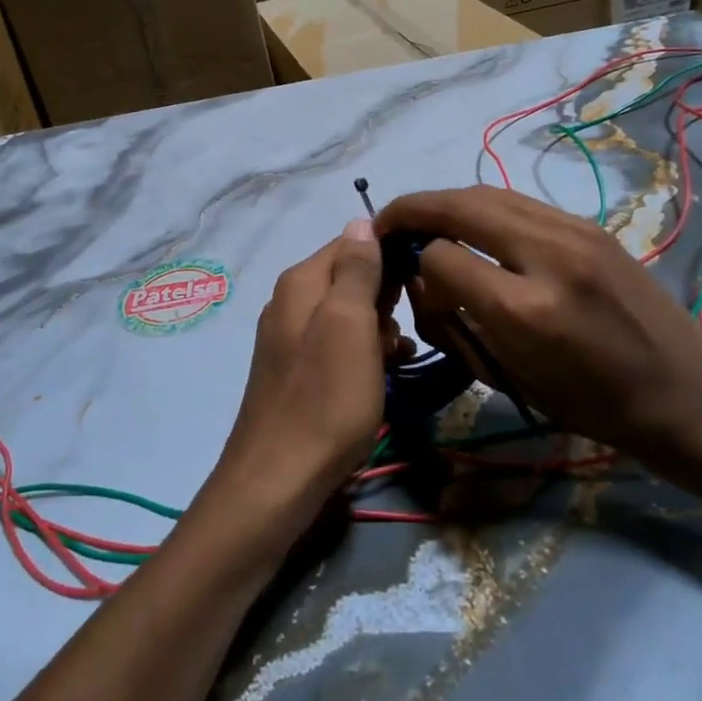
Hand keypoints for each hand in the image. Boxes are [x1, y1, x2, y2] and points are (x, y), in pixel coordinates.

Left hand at [201, 221, 392, 545]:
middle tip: (406, 327)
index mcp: (301, 281)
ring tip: (398, 355)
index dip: (390, 255)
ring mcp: (292, 338)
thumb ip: (356, 269)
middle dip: (386, 297)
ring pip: (349, 315)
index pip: (353, 241)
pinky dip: (364, 355)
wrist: (279, 480)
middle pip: (351, 278)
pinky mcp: (298, 371)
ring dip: (380, 330)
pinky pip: (339, 346)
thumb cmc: (325, 398)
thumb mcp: (349, 324)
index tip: (423, 280)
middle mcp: (291, 301)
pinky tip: (383, 375)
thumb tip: (361, 220)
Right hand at [375, 187, 701, 457]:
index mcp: (523, 308)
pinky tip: (472, 225)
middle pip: (457, 205)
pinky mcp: (587, 225)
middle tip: (386, 223)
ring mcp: (572, 231)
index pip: (440, 257)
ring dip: (445, 202)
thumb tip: (425, 277)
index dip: (414, 267)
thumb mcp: (511, 376)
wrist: (682, 390)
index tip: (409, 282)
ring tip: (422, 220)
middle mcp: (545, 254)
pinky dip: (482, 207)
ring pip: (486, 192)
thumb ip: (458, 322)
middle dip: (412, 210)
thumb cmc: (591, 404)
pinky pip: (517, 201)